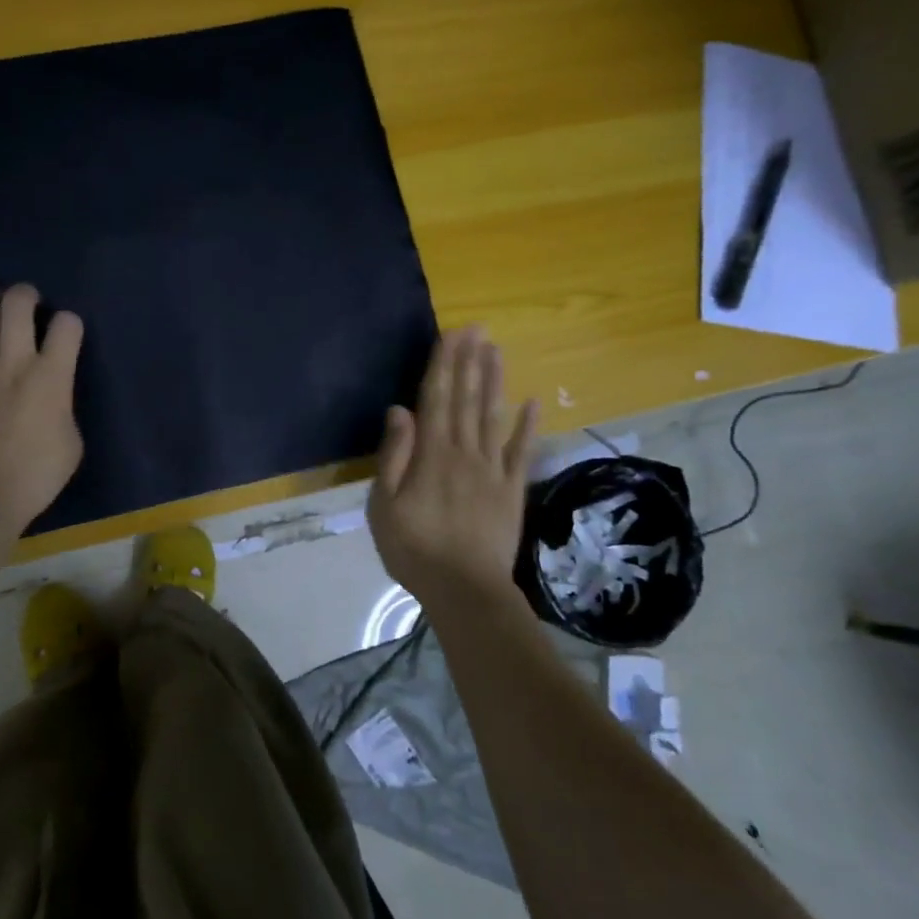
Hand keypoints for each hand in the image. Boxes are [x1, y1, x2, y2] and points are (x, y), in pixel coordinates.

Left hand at [0, 286, 84, 531]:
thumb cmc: (34, 477)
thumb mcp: (72, 443)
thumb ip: (64, 407)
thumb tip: (53, 393)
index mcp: (52, 378)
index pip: (67, 326)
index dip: (69, 323)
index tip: (66, 332)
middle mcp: (14, 362)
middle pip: (18, 305)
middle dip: (26, 295)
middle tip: (27, 301)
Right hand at [367, 325, 536, 603]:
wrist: (465, 590)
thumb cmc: (415, 548)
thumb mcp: (385, 504)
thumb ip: (394, 455)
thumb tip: (400, 410)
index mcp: (431, 454)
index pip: (436, 398)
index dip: (442, 364)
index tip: (450, 334)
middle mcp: (464, 451)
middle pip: (467, 398)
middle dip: (470, 361)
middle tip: (477, 328)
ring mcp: (492, 469)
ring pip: (493, 415)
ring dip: (494, 381)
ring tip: (496, 350)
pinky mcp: (512, 489)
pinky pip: (521, 451)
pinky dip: (528, 426)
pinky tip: (533, 402)